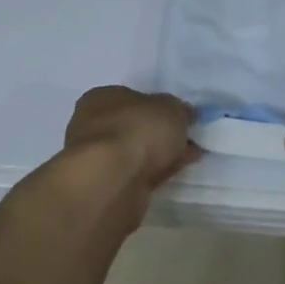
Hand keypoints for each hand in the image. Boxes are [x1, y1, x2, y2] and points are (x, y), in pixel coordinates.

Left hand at [62, 86, 199, 193]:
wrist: (112, 181)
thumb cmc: (137, 131)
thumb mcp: (171, 109)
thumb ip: (179, 110)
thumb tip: (184, 114)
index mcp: (102, 98)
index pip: (133, 98)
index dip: (159, 107)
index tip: (182, 117)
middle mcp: (93, 125)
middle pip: (134, 127)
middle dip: (162, 133)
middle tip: (190, 139)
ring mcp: (97, 158)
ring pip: (136, 152)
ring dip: (160, 155)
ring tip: (190, 157)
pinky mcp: (105, 185)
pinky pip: (137, 174)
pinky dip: (155, 172)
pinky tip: (175, 173)